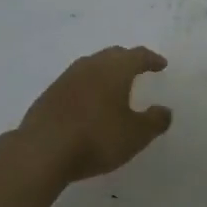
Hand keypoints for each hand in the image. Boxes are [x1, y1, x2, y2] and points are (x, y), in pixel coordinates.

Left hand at [14, 45, 173, 185]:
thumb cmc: (97, 138)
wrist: (42, 151)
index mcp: (114, 70)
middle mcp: (90, 66)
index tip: (161, 64)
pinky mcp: (49, 95)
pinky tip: (88, 104)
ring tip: (114, 86)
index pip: (137, 55)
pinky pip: (75, 83)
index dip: (151, 59)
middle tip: (138, 69)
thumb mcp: (136, 135)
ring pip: (91, 66)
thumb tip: (165, 111)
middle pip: (112, 55)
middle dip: (128, 60)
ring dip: (105, 72)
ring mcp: (65, 79)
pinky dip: (88, 87)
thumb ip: (155, 121)